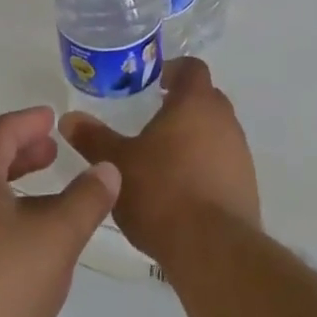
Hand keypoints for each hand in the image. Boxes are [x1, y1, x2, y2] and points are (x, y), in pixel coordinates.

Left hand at [0, 106, 119, 316]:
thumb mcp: (55, 238)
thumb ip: (85, 201)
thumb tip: (107, 168)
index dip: (26, 121)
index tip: (52, 118)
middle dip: (22, 154)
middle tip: (52, 152)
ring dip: (16, 191)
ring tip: (49, 202)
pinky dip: (7, 223)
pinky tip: (28, 254)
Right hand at [60, 57, 258, 265]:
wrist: (213, 248)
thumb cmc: (161, 191)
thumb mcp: (117, 163)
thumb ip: (93, 138)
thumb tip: (69, 118)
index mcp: (195, 103)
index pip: (192, 68)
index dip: (174, 70)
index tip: (155, 82)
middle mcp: (224, 120)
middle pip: (206, 98)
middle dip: (182, 104)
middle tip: (154, 118)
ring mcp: (240, 153)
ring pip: (217, 131)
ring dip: (195, 137)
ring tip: (164, 157)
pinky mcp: (247, 185)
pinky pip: (224, 162)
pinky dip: (206, 166)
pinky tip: (182, 189)